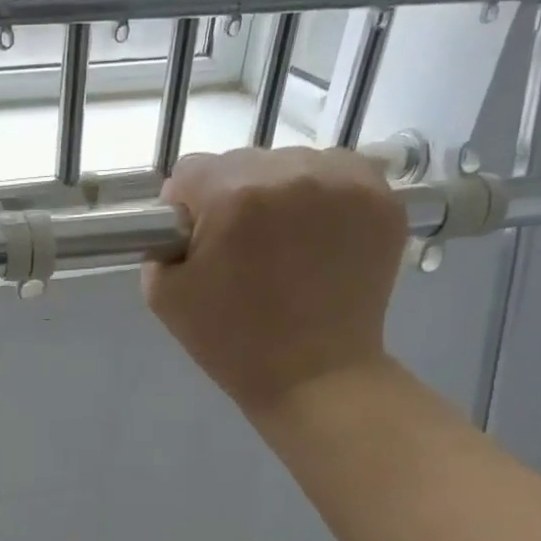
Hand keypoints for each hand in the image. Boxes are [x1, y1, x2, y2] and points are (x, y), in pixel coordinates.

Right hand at [144, 147, 407, 416]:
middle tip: (241, 249)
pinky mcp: (381, 197)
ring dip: (278, 194)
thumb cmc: (231, 341)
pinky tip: (318, 236)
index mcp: (232, 195)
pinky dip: (322, 197)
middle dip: (231, 198)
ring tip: (284, 244)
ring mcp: (344, 181)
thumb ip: (159, 242)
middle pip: (241, 163)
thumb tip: (180, 218)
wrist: (314, 376)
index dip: (185, 208)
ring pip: (290, 164)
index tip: (195, 241)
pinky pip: (337, 173)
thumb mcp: (164, 295)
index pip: (190, 172)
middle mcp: (290, 172)